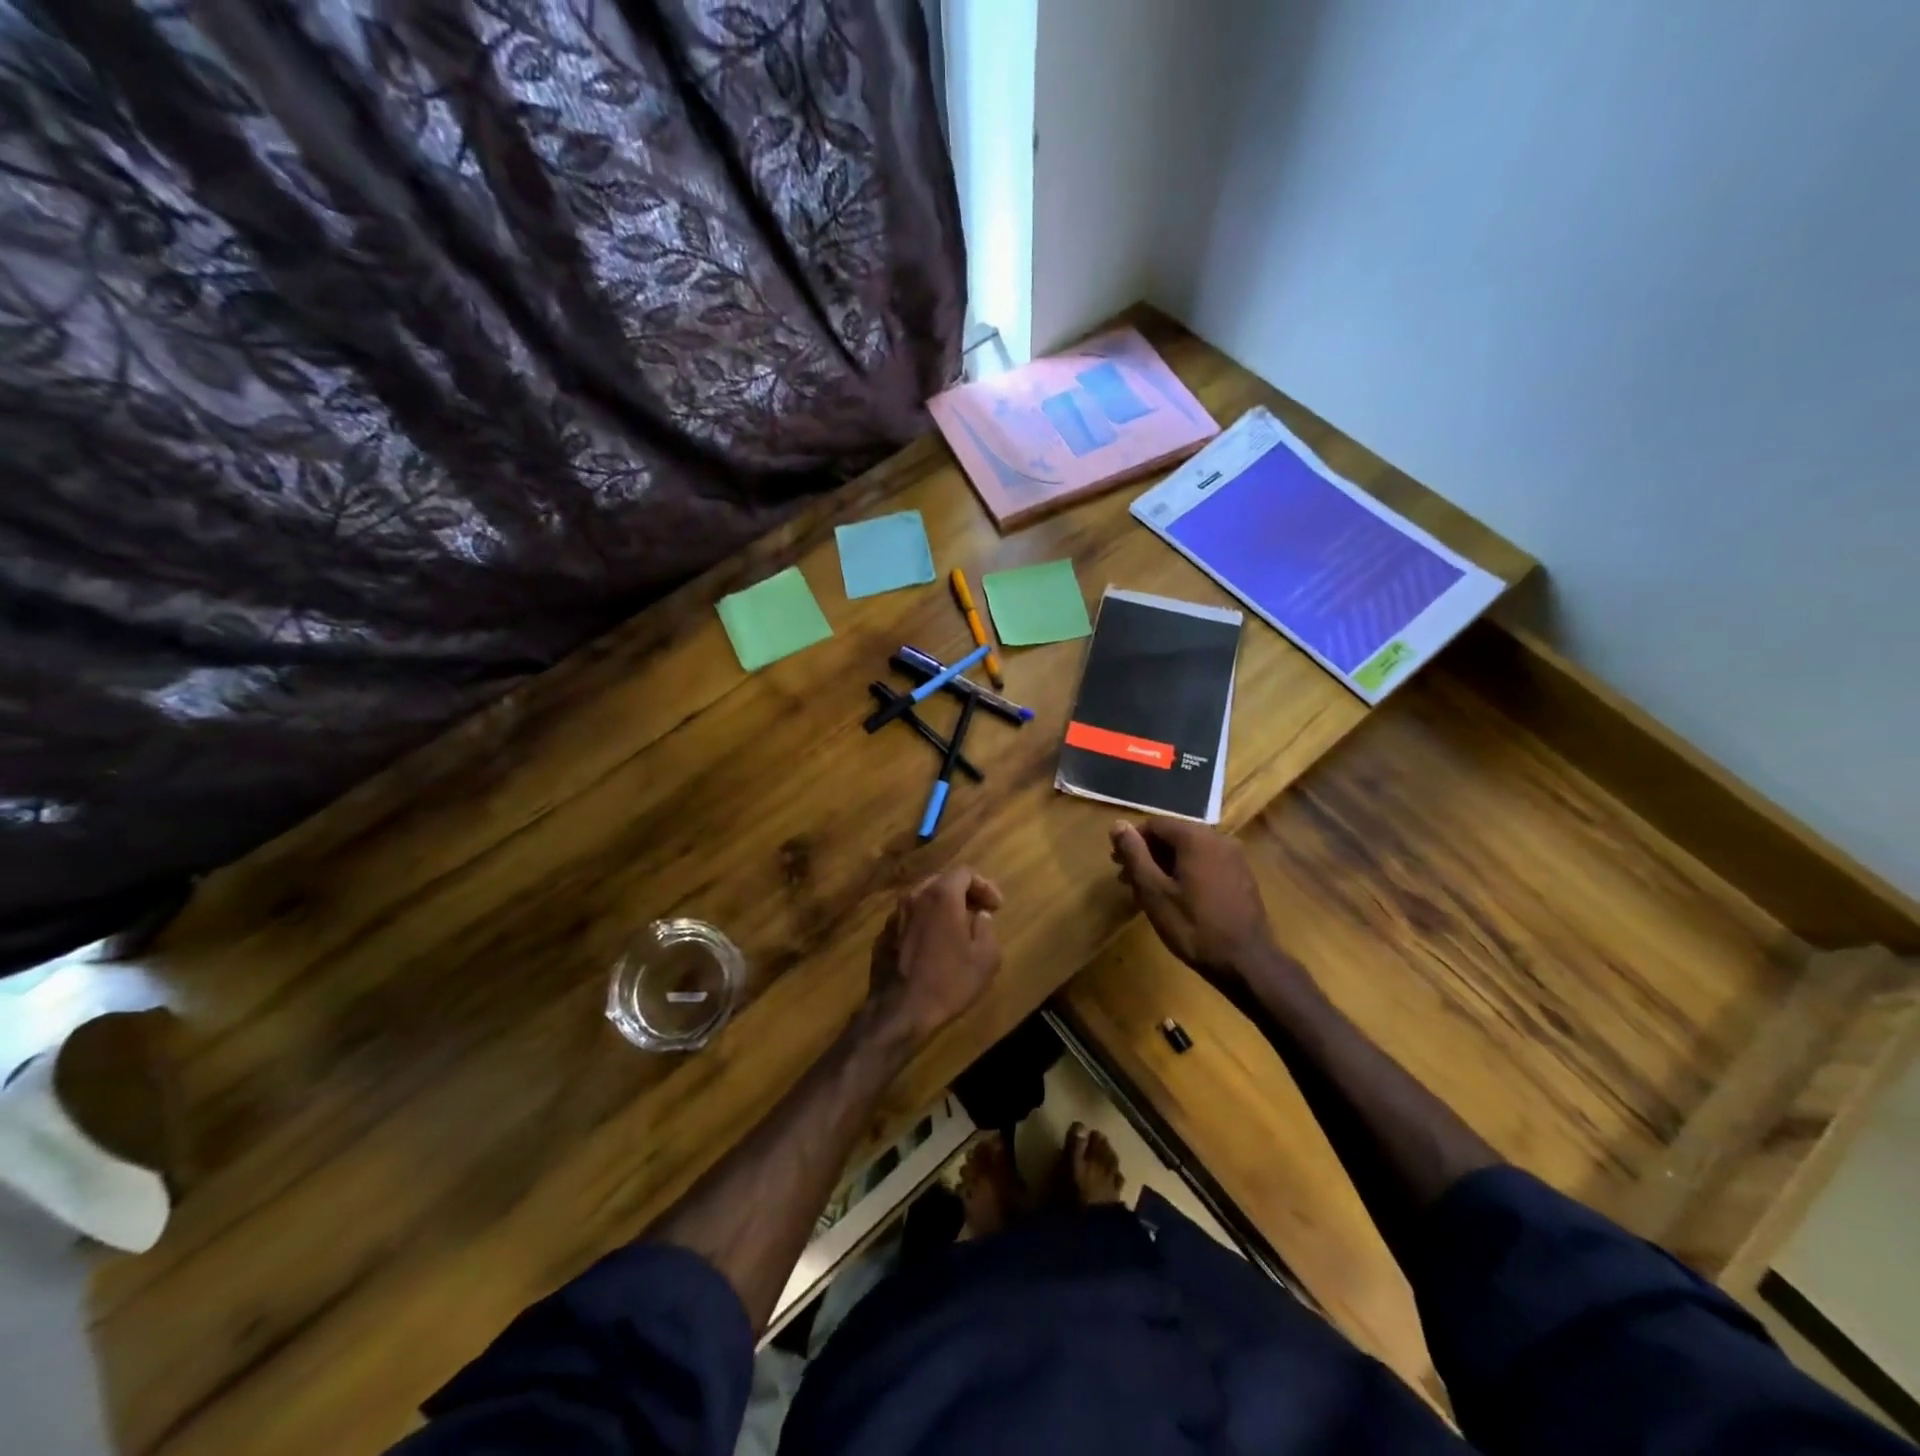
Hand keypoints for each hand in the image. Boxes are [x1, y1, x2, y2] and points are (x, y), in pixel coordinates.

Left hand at [865, 866, 1002, 1048]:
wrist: (898, 1011)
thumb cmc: (948, 982)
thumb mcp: (985, 959)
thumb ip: (987, 929)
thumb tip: (980, 916)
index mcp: (941, 896)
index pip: (965, 872)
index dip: (984, 885)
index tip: (996, 907)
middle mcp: (914, 897)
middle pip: (942, 882)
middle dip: (964, 893)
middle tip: (979, 912)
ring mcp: (894, 915)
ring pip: (922, 899)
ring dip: (943, 907)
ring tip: (957, 927)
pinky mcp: (883, 934)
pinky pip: (909, 918)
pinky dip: (925, 922)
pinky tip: (933, 944)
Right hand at [1110, 819, 1285, 996]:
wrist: (1246, 961)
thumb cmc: (1193, 926)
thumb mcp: (1154, 891)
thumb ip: (1135, 854)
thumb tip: (1118, 824)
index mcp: (1195, 837)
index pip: (1154, 824)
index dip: (1131, 840)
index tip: (1117, 863)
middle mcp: (1218, 838)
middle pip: (1173, 835)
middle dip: (1148, 853)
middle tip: (1128, 879)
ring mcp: (1234, 857)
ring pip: (1190, 850)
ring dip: (1165, 864)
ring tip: (1148, 891)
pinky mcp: (1241, 875)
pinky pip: (1205, 862)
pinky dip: (1186, 871)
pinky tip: (1176, 896)